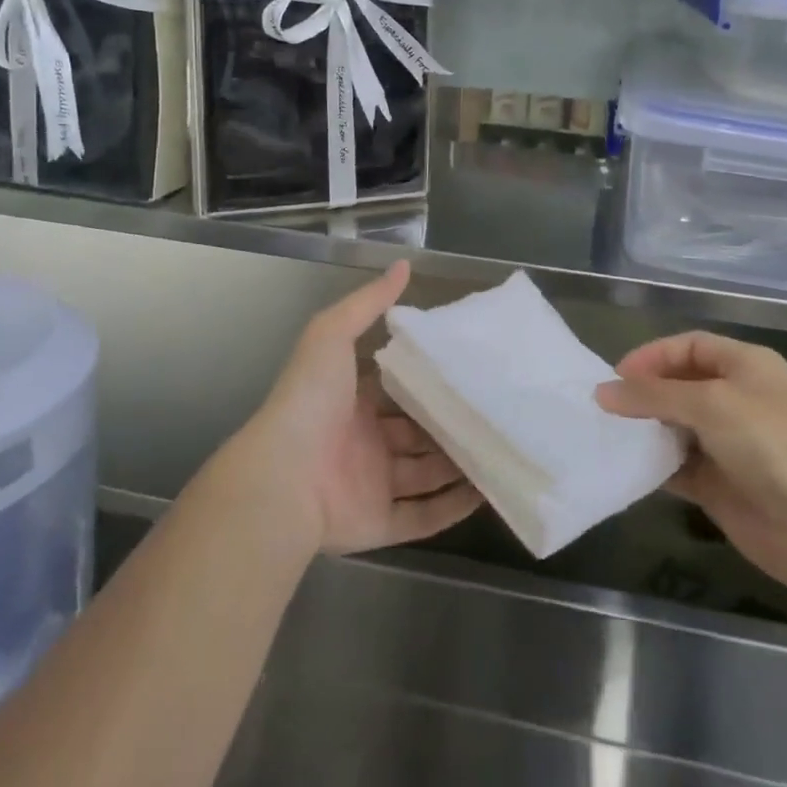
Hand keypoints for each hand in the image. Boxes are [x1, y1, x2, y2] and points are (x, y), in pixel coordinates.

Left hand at [235, 262, 482, 555]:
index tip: (467, 367)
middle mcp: (363, 442)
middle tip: (494, 409)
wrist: (283, 476)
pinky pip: (423, 516)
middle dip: (450, 422)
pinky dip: (453, 507)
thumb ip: (368, 302)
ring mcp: (371, 484)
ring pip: (425, 473)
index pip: (396, 388)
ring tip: (503, 447)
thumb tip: (404, 264)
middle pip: (416, 431)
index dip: (426, 379)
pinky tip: (487, 492)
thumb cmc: (310, 400)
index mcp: (350, 401)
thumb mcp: (332, 333)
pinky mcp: (378, 522)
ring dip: (459, 463)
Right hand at [596, 332, 786, 596]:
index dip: (653, 355)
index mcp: (746, 365)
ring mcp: (731, 444)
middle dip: (646, 393)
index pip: (690, 346)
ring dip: (647, 429)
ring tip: (611, 434)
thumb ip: (652, 395)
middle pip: (681, 385)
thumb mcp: (708, 403)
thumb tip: (602, 393)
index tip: (616, 376)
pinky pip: (680, 467)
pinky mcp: (722, 486)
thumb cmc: (770, 443)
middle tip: (608, 407)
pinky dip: (656, 465)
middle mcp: (739, 399)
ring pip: (677, 426)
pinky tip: (630, 466)